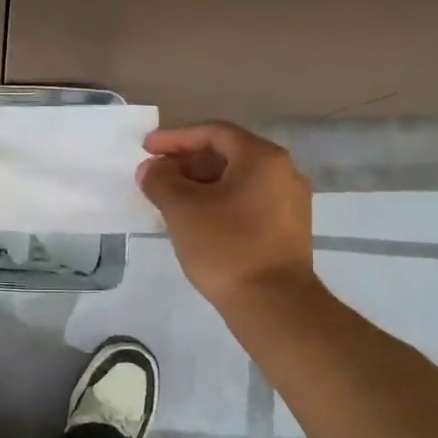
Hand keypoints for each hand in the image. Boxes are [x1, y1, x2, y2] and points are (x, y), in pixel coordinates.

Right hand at [139, 121, 318, 311]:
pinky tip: (196, 220)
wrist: (274, 305)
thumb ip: (160, 180)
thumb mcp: (182, 209)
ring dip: (201, 183)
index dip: (175, 137)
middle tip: (156, 175)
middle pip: (228, 154)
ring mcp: (290, 202)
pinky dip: (219, 201)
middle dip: (187, 162)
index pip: (214, 133)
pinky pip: (248, 201)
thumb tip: (151, 169)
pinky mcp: (288, 229)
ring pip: (238, 180)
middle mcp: (283, 172)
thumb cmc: (226, 246)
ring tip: (170, 199)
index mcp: (262, 158)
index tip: (146, 148)